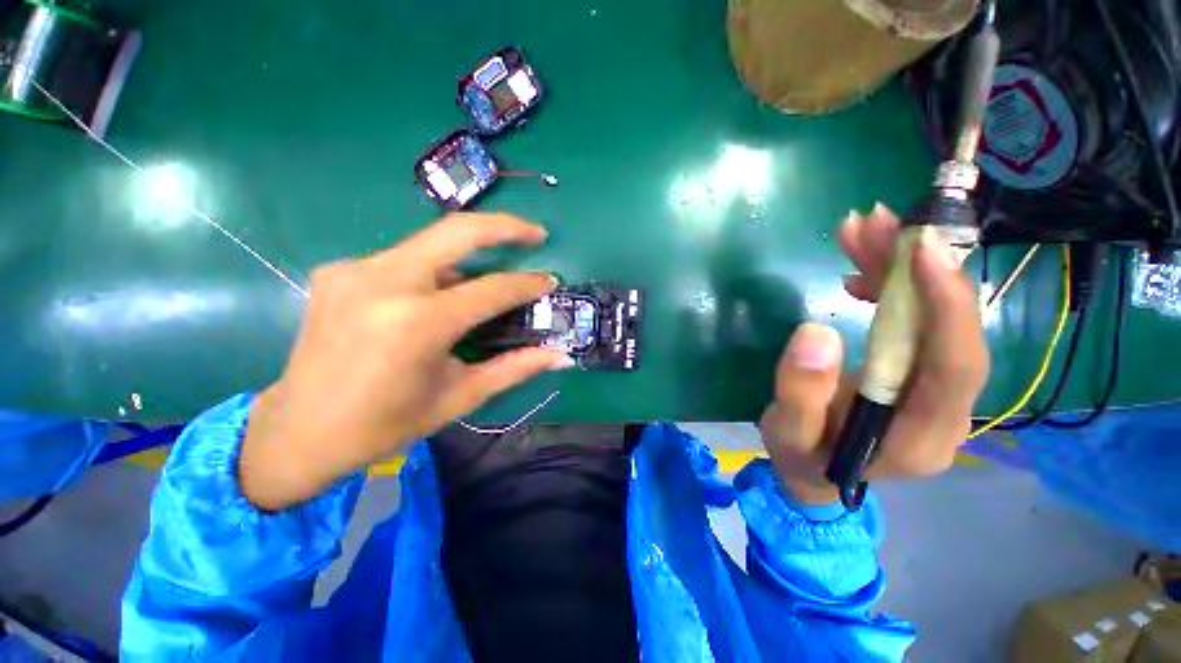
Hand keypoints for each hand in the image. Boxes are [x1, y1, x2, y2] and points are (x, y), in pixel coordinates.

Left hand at [240, 213, 572, 510]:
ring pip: (431, 244)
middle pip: (458, 231)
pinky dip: (435, 270)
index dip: (528, 284)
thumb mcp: (460, 396)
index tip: (550, 281)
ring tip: (490, 278)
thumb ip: (516, 368)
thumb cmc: (387, 423)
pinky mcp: (340, 270)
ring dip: (470, 253)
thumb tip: (562, 357)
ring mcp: (356, 270)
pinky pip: (405, 259)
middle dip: (506, 226)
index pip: (492, 289)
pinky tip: (439, 295)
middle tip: (537, 234)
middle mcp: (385, 282)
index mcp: (418, 323)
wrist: (299, 431)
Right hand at [760, 204, 990, 503]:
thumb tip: (815, 332)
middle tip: (876, 222)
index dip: (948, 304)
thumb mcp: (787, 433)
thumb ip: (799, 392)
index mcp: (921, 434)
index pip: (955, 364)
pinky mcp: (916, 374)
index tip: (921, 249)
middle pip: (949, 329)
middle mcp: (945, 409)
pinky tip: (861, 271)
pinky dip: (890, 288)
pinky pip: (915, 322)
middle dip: (917, 269)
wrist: (816, 474)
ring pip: (933, 317)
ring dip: (901, 269)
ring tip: (862, 230)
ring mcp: (934, 390)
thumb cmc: (801, 458)